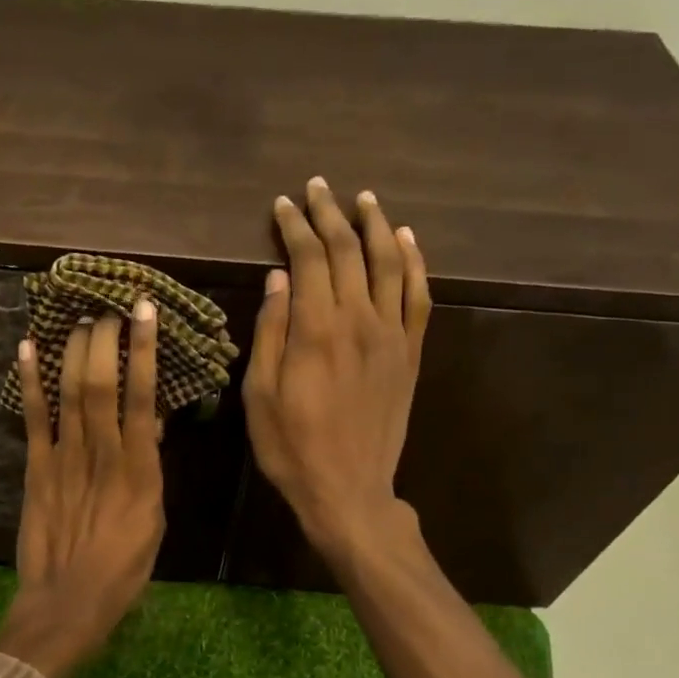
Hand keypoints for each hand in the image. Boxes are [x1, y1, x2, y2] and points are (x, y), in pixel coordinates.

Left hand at [0, 301, 165, 677]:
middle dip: (105, 340)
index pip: (143, 396)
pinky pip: (33, 418)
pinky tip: (27, 349)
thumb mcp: (154, 519)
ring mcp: (65, 458)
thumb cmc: (124, 566)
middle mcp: (102, 453)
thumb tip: (149, 424)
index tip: (145, 313)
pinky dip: (30, 382)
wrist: (69, 600)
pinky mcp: (36, 468)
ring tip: (79, 320)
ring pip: (70, 393)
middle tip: (107, 310)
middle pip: (102, 384)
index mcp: (140, 468)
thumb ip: (150, 468)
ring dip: (74, 351)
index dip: (144, 350)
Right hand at [242, 177, 430, 558]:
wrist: (349, 490)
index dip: (294, 227)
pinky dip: (414, 262)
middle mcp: (358, 320)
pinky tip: (406, 240)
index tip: (283, 204)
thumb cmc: (291, 446)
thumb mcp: (259, 394)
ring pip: (388, 263)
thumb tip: (277, 279)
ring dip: (375, 226)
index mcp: (315, 330)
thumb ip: (270, 332)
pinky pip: (418, 296)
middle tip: (317, 187)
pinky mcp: (410, 353)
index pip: (307, 259)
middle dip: (330, 214)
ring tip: (363, 199)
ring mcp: (391, 335)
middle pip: (348, 251)